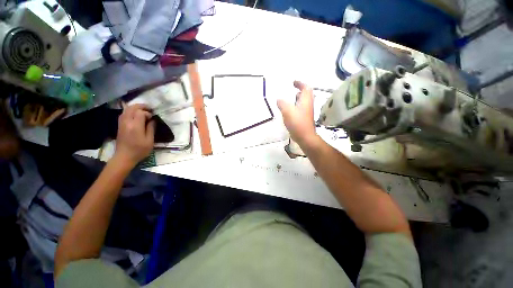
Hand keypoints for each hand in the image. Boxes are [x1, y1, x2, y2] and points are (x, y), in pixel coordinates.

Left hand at [114, 104, 154, 167]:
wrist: (124, 157)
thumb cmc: (139, 150)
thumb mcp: (149, 141)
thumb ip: (151, 128)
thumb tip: (152, 120)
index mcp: (135, 126)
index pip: (141, 112)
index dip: (148, 113)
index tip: (153, 118)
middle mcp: (127, 122)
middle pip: (132, 108)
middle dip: (141, 106)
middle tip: (149, 109)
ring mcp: (121, 123)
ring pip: (126, 109)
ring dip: (135, 108)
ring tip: (143, 110)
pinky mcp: (119, 125)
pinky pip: (124, 113)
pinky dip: (130, 111)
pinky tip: (135, 115)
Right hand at [277, 81, 317, 145]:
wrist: (305, 137)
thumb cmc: (297, 123)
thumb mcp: (288, 111)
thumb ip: (282, 104)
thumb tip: (279, 99)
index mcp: (305, 100)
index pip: (306, 88)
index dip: (300, 83)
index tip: (293, 82)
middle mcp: (308, 105)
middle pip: (306, 94)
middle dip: (299, 91)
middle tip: (291, 90)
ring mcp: (306, 112)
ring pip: (303, 102)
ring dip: (297, 99)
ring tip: (288, 100)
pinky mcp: (304, 119)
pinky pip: (300, 109)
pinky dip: (295, 107)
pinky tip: (288, 111)